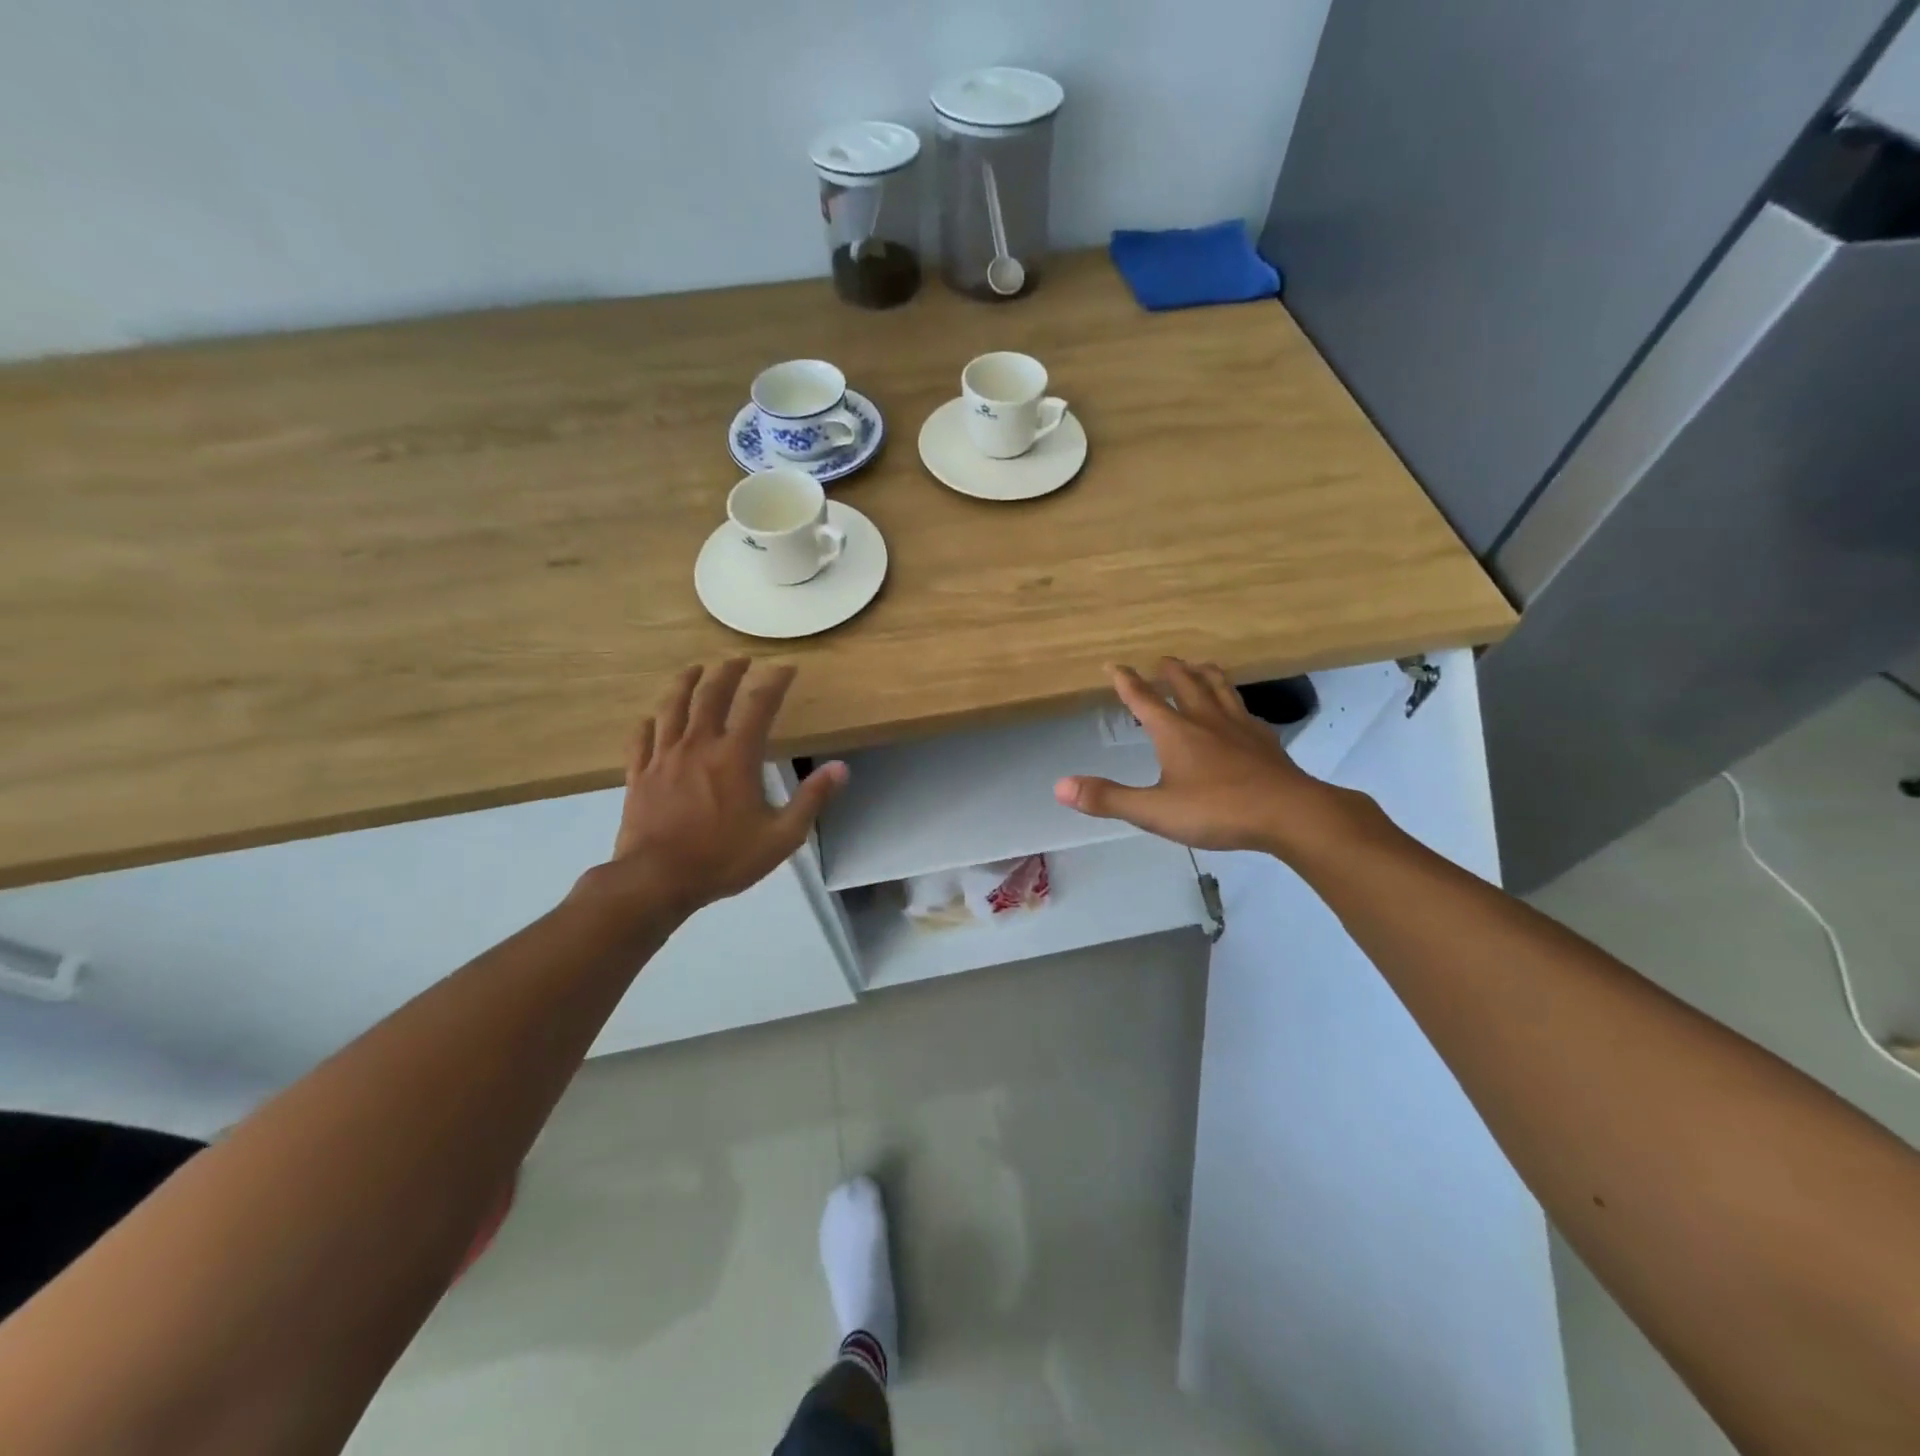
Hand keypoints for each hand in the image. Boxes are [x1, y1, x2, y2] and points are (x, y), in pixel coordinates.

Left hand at [582, 660, 846, 919]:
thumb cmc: (724, 859)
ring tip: (694, 669)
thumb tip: (841, 768)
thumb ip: (812, 799)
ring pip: (672, 708)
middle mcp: (699, 745)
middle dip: (728, 672)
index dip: (775, 681)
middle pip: (711, 695)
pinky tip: (650, 718)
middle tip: (739, 659)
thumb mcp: (782, 836)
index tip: (785, 667)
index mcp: (736, 756)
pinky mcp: (639, 775)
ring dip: (685, 683)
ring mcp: (664, 758)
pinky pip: (641, 740)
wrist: (657, 881)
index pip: (759, 704)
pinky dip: (648, 724)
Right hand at [1054, 658, 1359, 855]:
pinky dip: (1235, 702)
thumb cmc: (1216, 810)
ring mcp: (1239, 727)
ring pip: (1220, 688)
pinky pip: (1245, 711)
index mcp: (1175, 732)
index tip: (1113, 665)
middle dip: (1169, 670)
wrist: (1288, 813)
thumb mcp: (1154, 811)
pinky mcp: (1265, 740)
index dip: (1126, 681)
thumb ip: (1108, 798)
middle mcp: (1206, 720)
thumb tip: (1060, 787)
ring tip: (1200, 667)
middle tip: (1161, 661)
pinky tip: (1240, 712)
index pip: (1144, 698)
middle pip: (1185, 683)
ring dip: (1205, 674)